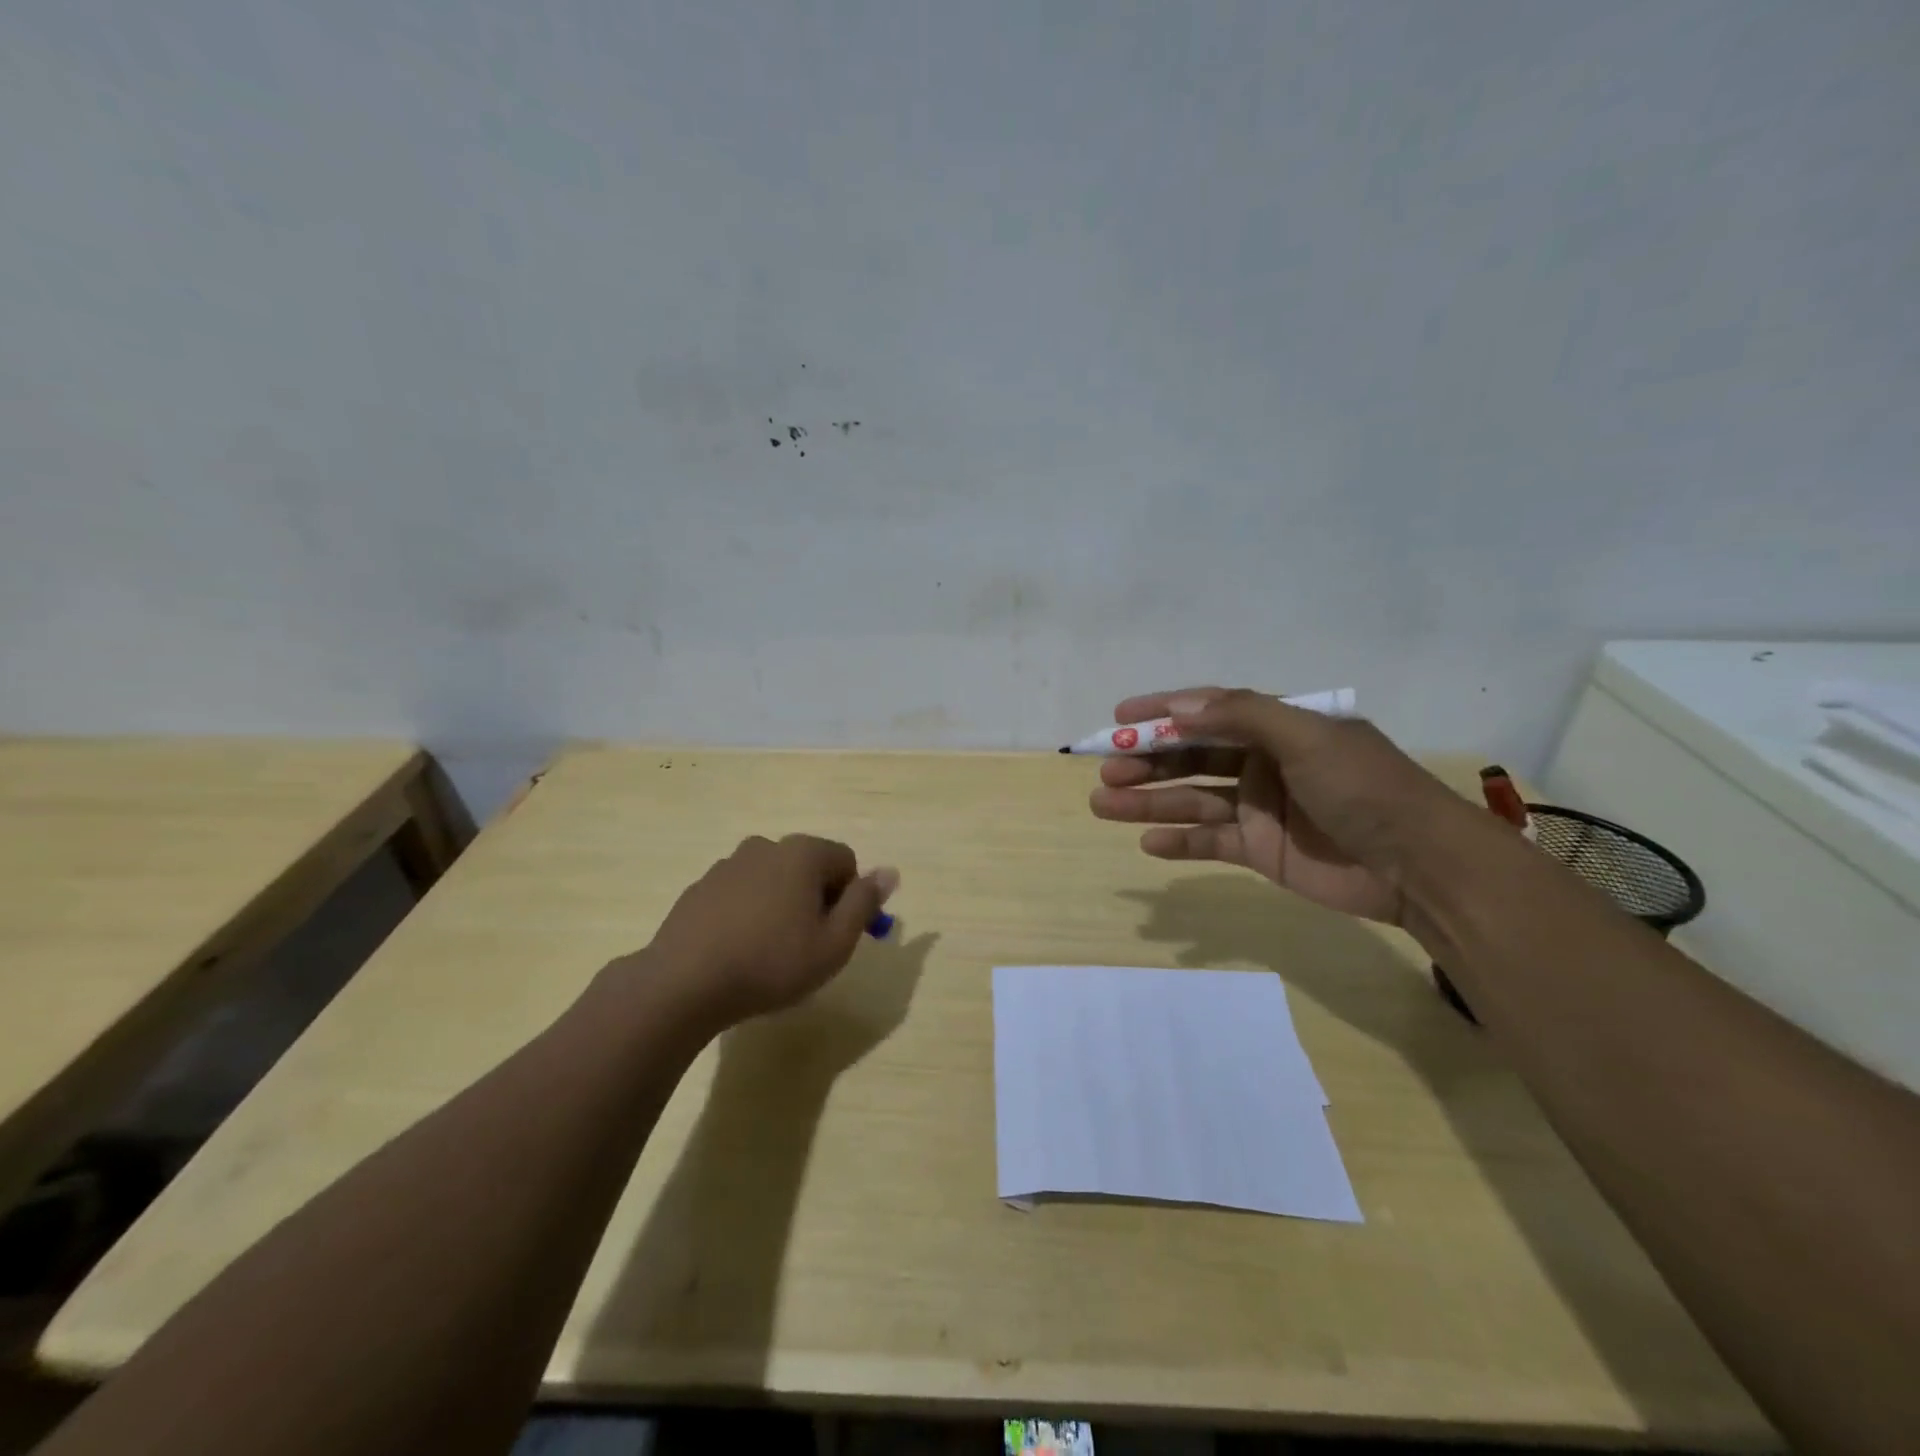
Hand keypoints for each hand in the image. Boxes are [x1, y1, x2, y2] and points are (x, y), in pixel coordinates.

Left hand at [644, 834, 899, 1027]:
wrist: (683, 984)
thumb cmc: (771, 963)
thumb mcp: (834, 943)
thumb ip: (865, 903)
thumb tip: (890, 872)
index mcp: (802, 853)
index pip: (846, 861)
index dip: (851, 898)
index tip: (837, 934)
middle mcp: (765, 846)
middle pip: (808, 867)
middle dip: (815, 900)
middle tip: (807, 947)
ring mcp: (728, 865)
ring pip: (773, 880)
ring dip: (780, 906)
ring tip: (769, 952)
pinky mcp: (700, 887)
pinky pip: (740, 893)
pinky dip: (747, 913)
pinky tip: (738, 950)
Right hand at [1088, 687, 1459, 923]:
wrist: (1419, 866)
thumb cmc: (1364, 788)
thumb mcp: (1308, 738)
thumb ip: (1243, 716)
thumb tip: (1178, 706)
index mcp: (1277, 727)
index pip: (1208, 710)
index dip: (1162, 711)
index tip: (1118, 718)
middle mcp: (1263, 762)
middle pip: (1191, 757)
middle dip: (1146, 761)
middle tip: (1106, 771)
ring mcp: (1259, 808)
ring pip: (1191, 800)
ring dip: (1148, 802)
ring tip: (1103, 804)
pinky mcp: (1259, 850)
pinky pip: (1209, 841)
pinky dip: (1179, 841)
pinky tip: (1148, 843)